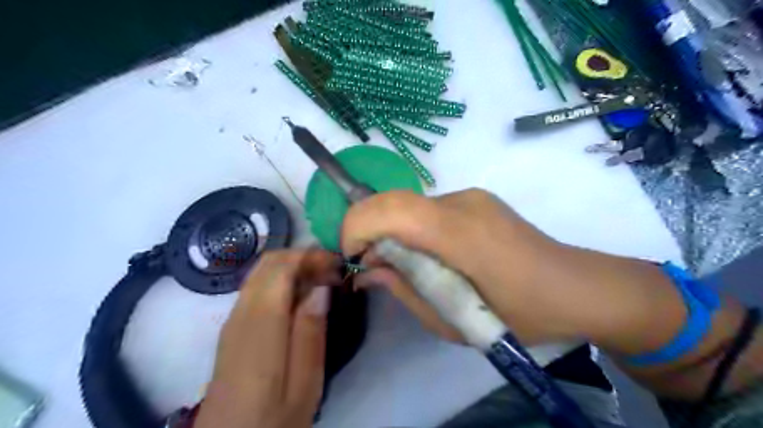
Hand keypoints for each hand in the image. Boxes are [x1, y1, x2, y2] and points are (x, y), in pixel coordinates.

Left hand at [193, 250, 340, 426]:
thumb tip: (320, 287)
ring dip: (293, 266)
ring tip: (321, 282)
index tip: (338, 265)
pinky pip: (257, 286)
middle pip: (269, 262)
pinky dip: (282, 279)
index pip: (281, 266)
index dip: (311, 256)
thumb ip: (311, 331)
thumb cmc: (273, 419)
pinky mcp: (233, 326)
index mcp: (261, 324)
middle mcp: (241, 312)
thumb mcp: (305, 382)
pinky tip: (301, 297)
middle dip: (303, 256)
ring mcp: (233, 318)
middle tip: (332, 271)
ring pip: (261, 271)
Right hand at [341, 190, 685, 350]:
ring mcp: (471, 196)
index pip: (390, 208)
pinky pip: (429, 210)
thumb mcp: (454, 321)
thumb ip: (405, 290)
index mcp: (460, 233)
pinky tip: (431, 256)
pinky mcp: (476, 200)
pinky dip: (414, 229)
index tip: (353, 257)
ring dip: (393, 231)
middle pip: (394, 200)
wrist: (579, 288)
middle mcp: (462, 202)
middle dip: (368, 228)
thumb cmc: (522, 315)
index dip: (357, 226)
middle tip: (372, 265)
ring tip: (404, 267)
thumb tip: (368, 271)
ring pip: (410, 205)